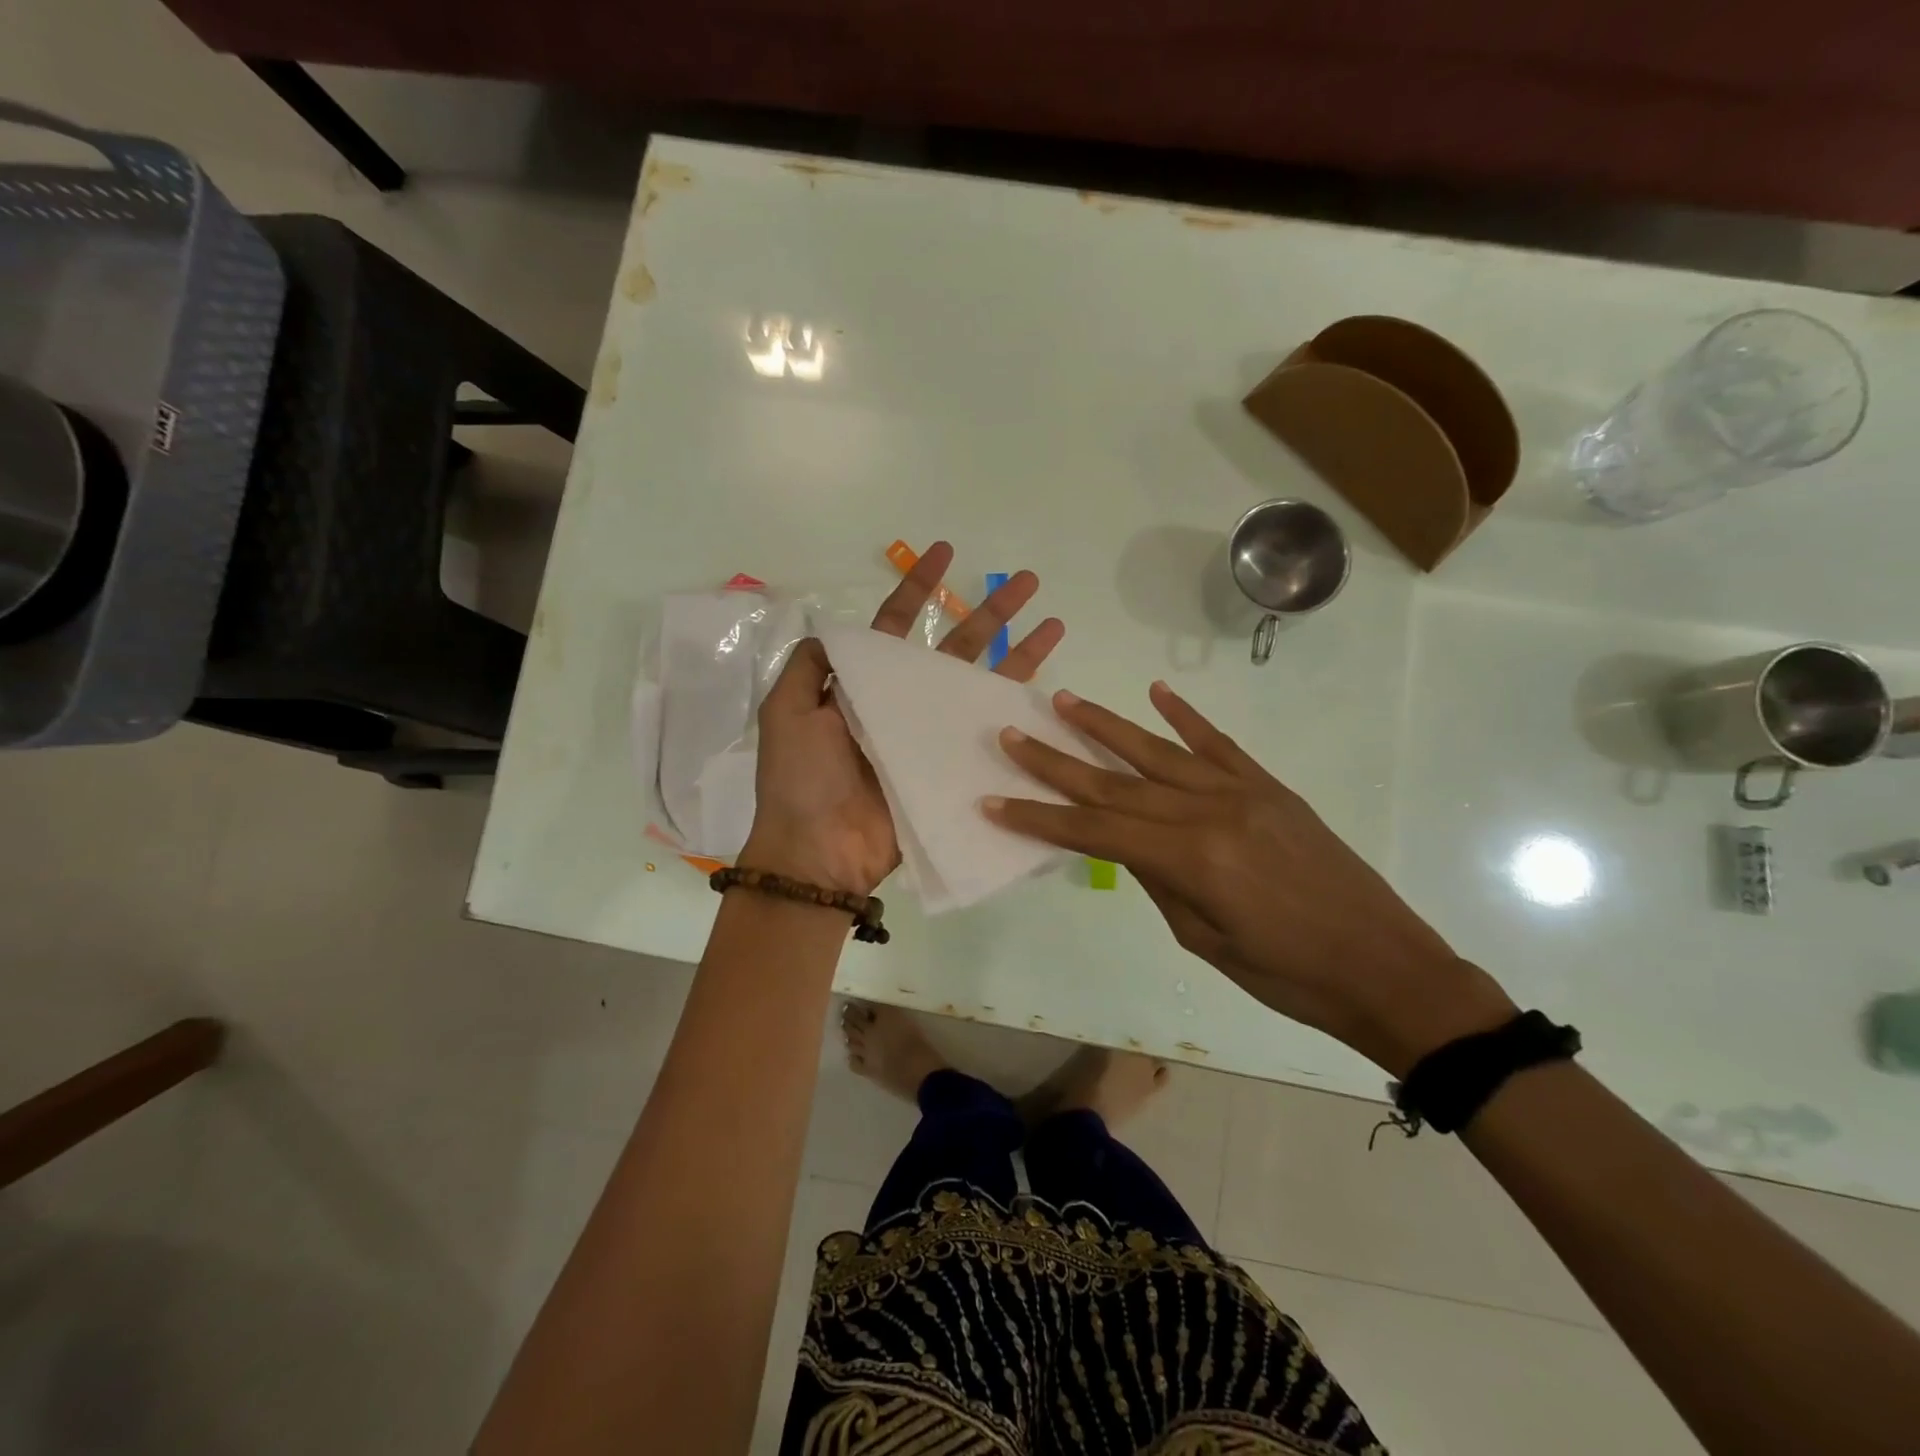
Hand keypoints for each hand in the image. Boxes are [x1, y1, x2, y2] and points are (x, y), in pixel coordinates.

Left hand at [743, 542, 1064, 897]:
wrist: (819, 850)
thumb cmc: (800, 779)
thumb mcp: (785, 711)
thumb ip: (811, 667)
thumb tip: (835, 630)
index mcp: (864, 685)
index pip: (897, 625)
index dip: (920, 588)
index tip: (945, 552)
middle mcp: (903, 702)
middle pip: (954, 646)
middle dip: (990, 612)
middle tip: (1027, 581)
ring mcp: (931, 735)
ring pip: (982, 684)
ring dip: (1019, 654)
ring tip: (1053, 624)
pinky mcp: (951, 768)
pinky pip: (988, 735)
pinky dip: (1017, 714)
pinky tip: (1050, 692)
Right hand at [983, 680, 1514, 1076]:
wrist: (1387, 967)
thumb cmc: (1289, 977)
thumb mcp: (1205, 941)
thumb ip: (1159, 881)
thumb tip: (1129, 844)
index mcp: (1190, 859)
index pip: (1095, 831)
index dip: (1040, 818)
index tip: (995, 801)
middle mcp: (1209, 811)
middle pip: (1116, 783)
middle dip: (1057, 761)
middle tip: (1012, 736)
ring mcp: (1242, 792)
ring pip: (1158, 751)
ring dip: (1106, 726)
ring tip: (1063, 702)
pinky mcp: (1270, 788)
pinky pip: (1219, 744)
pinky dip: (1186, 717)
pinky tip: (1156, 693)